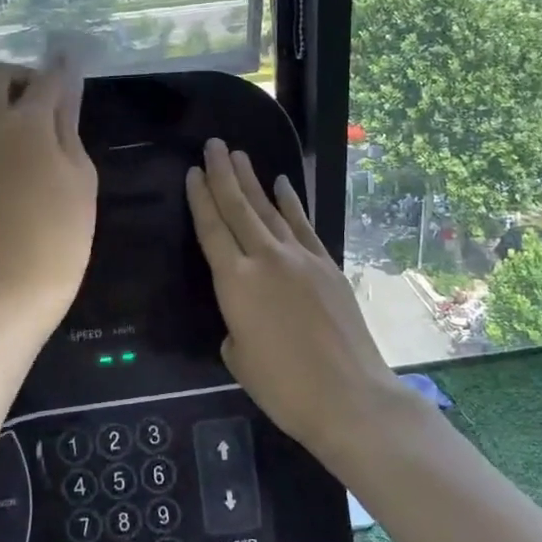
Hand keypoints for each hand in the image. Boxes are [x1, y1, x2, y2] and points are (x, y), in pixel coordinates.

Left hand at [0, 59, 96, 317]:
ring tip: (35, 123)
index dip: (60, 67)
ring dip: (4, 96)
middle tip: (46, 97)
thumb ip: (68, 124)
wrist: (22, 275)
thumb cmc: (65, 224)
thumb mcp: (80, 171)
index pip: (44, 78)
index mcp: (27, 123)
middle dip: (19, 75)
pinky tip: (23, 145)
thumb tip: (65, 90)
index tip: (71, 59)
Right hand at [186, 138, 403, 454]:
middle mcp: (265, 260)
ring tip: (239, 156)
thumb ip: (235, 326)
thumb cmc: (284, 388)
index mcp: (235, 283)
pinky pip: (303, 226)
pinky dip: (291, 204)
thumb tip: (246, 316)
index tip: (192, 172)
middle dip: (223, 174)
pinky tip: (282, 185)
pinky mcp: (327, 266)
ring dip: (252, 181)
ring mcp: (300, 259)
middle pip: (239, 208)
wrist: (349, 396)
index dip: (200, 199)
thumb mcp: (239, 359)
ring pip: (269, 211)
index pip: (211, 230)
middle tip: (213, 145)